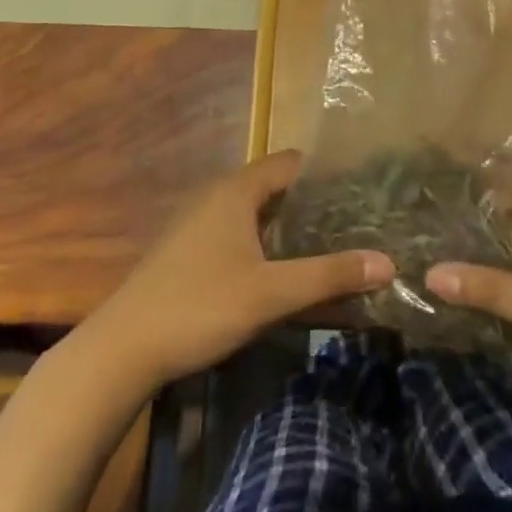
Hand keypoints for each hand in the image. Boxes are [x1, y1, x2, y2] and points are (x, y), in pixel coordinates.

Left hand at [84, 151, 393, 390]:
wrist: (122, 349)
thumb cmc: (200, 306)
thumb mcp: (272, 293)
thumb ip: (329, 276)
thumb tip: (388, 263)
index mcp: (236, 190)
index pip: (291, 163)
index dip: (326, 173)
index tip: (362, 190)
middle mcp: (216, 195)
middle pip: (274, 186)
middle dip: (312, 202)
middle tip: (354, 221)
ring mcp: (197, 222)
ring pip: (254, 211)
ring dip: (287, 225)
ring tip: (327, 244)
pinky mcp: (186, 249)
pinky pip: (236, 231)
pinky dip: (263, 241)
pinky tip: (280, 270)